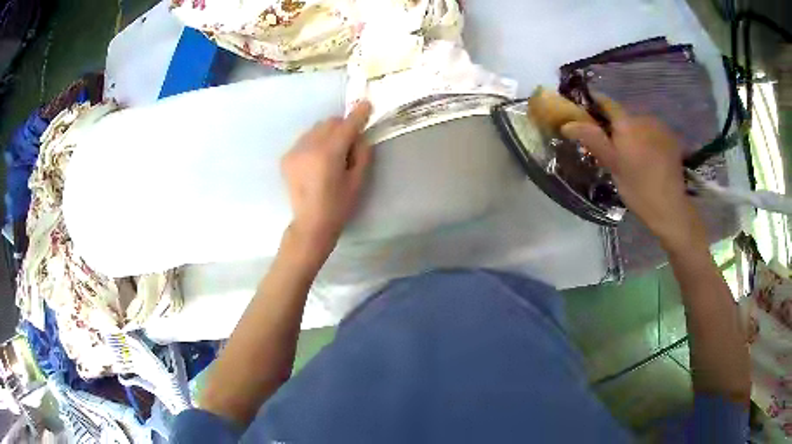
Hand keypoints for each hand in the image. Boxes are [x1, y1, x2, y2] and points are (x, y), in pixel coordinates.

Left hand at [281, 101, 373, 255]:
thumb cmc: (338, 205)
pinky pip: (305, 139)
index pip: (347, 126)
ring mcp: (295, 151)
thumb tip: (360, 135)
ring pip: (316, 129)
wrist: (310, 223)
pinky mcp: (286, 157)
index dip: (358, 114)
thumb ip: (362, 153)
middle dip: (342, 125)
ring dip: (327, 133)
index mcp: (329, 154)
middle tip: (350, 140)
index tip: (366, 104)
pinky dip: (315, 142)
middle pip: (329, 122)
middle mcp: (309, 147)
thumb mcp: (358, 180)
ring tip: (331, 152)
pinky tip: (317, 160)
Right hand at [560, 98, 705, 251]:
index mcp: (626, 123)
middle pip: (624, 115)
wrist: (670, 207)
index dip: (595, 104)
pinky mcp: (671, 139)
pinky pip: (653, 132)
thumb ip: (592, 140)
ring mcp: (660, 128)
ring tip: (634, 156)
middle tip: (613, 147)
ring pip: (640, 124)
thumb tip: (568, 123)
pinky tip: (650, 158)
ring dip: (634, 133)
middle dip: (616, 126)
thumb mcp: (612, 166)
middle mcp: (644, 118)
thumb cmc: (637, 188)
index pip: (606, 102)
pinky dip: (648, 139)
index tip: (587, 113)